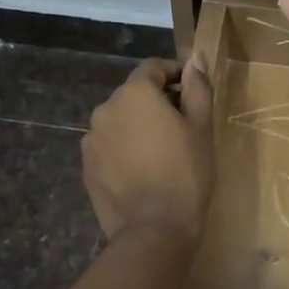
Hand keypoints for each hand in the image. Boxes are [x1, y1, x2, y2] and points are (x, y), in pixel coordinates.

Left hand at [83, 57, 214, 244]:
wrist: (153, 230)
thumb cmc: (186, 173)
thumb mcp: (201, 128)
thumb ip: (197, 88)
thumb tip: (195, 59)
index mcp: (135, 93)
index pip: (153, 68)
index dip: (174, 74)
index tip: (192, 90)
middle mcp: (106, 108)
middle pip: (134, 94)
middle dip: (157, 102)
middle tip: (183, 126)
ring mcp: (91, 138)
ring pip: (120, 120)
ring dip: (138, 126)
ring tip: (161, 151)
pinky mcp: (86, 165)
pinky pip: (109, 145)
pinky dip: (124, 148)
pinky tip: (142, 170)